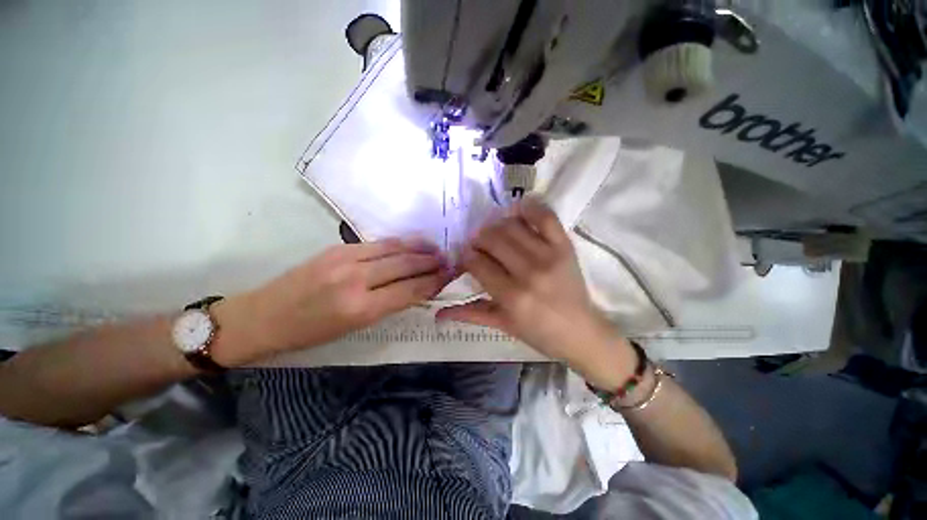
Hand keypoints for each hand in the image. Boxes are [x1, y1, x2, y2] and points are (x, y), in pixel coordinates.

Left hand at [213, 239, 450, 365]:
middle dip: (432, 262)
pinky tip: (411, 244)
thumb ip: (388, 304)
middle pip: (406, 265)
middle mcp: (356, 279)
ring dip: (419, 248)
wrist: (261, 317)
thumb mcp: (354, 328)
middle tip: (450, 260)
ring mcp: (346, 258)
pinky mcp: (338, 248)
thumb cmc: (309, 334)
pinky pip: (378, 244)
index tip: (451, 275)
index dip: (434, 281)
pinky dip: (399, 243)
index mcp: (361, 308)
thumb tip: (416, 289)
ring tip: (437, 249)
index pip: (411, 289)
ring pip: (394, 249)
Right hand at [437, 198, 630, 377]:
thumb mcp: (501, 325)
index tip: (465, 255)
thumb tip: (437, 313)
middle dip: (478, 239)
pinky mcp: (565, 246)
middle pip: (492, 239)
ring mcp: (549, 255)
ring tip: (495, 234)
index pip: (477, 262)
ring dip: (496, 225)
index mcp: (511, 296)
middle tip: (479, 245)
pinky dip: (528, 207)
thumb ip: (469, 314)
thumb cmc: (538, 332)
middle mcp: (528, 272)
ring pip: (511, 225)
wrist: (580, 331)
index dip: (466, 255)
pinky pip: (544, 216)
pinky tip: (516, 211)